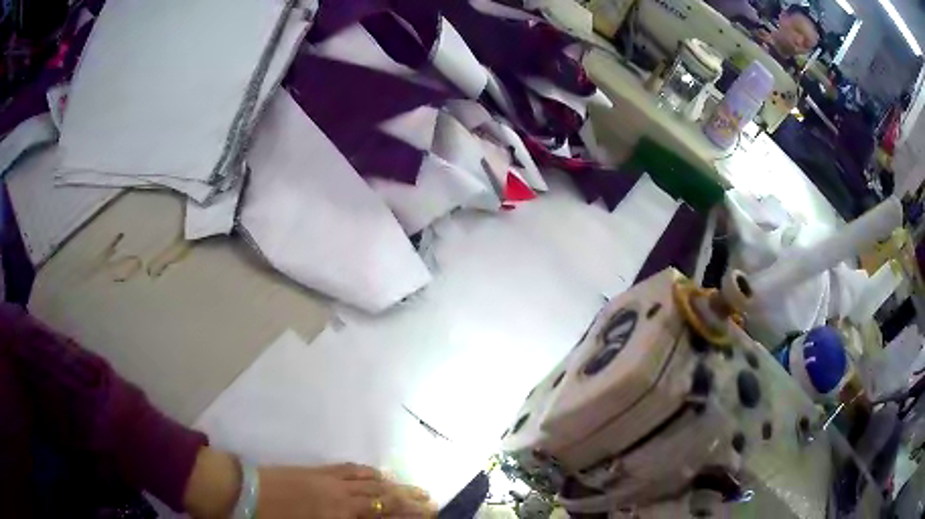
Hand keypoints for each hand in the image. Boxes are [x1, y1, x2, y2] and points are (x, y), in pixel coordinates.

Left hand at [258, 463, 435, 518]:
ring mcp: (329, 481)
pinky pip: (349, 469)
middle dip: (410, 502)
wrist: (242, 492)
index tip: (429, 515)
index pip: (382, 517)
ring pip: (370, 483)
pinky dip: (368, 472)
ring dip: (395, 486)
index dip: (407, 517)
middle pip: (383, 499)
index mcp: (339, 518)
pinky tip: (378, 474)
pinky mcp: (317, 470)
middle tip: (432, 502)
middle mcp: (341, 498)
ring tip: (415, 489)